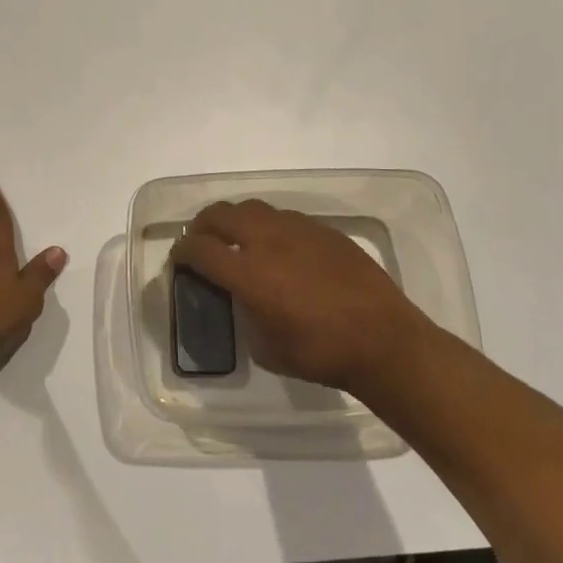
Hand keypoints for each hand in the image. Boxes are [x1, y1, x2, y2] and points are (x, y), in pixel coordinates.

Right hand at [171, 199, 438, 392]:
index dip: (182, 251)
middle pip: (221, 215)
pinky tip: (279, 248)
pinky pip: (284, 218)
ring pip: (253, 209)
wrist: (383, 340)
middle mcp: (268, 241)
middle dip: (202, 225)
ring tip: (238, 239)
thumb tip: (244, 301)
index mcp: (248, 272)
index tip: (179, 259)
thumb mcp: (267, 348)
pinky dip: (269, 227)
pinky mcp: (324, 231)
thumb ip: (246, 315)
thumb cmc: (321, 353)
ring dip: (236, 221)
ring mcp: (298, 230)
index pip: (200, 248)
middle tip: (201, 241)